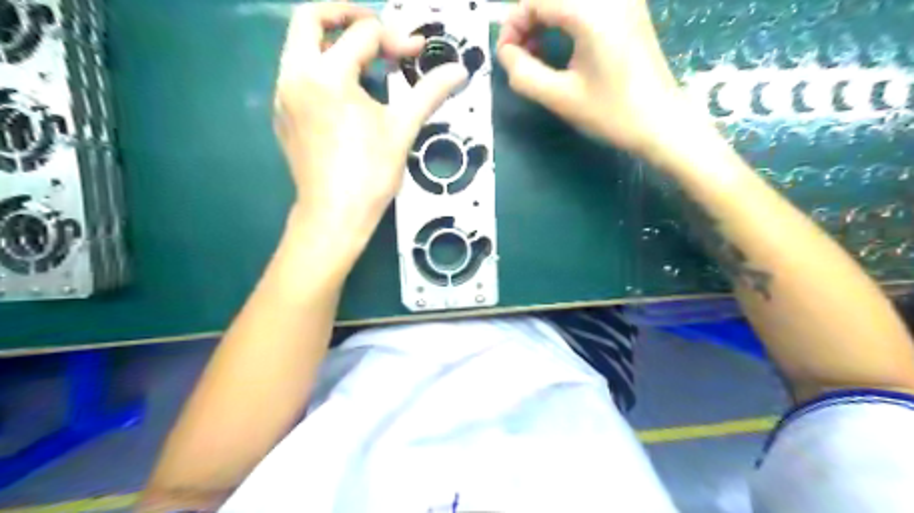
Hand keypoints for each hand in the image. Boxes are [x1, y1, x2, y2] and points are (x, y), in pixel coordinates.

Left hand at [274, 2, 465, 252]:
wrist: (334, 216)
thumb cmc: (370, 173)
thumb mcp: (403, 129)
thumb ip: (429, 92)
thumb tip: (459, 71)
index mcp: (327, 75)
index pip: (364, 35)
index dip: (397, 39)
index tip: (417, 54)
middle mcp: (295, 75)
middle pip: (310, 18)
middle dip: (346, 14)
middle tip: (376, 31)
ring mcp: (283, 95)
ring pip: (299, 45)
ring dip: (332, 42)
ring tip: (365, 63)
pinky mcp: (282, 114)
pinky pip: (297, 73)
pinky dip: (321, 68)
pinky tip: (346, 94)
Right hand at [500, 0, 685, 155]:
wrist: (661, 122)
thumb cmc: (612, 113)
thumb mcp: (559, 98)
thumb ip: (523, 73)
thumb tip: (506, 53)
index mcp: (591, 11)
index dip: (512, 24)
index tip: (507, 56)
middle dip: (526, 18)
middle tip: (520, 53)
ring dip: (544, 16)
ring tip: (537, 49)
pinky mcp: (629, 6)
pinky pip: (584, 3)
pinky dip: (563, 15)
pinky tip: (559, 39)